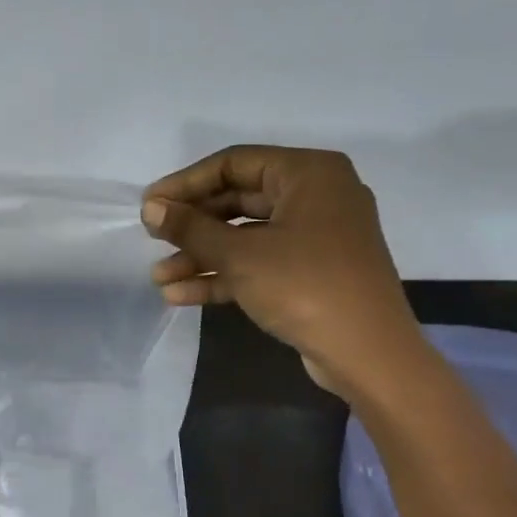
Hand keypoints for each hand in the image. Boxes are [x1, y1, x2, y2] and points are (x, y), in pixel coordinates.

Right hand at [142, 145, 422, 395]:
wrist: (367, 353)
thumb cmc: (304, 286)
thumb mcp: (239, 255)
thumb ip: (191, 228)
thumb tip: (151, 209)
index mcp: (308, 174)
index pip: (233, 164)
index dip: (185, 184)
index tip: (149, 206)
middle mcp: (316, 196)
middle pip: (238, 200)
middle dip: (192, 225)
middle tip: (152, 239)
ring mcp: (315, 236)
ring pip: (245, 236)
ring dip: (201, 256)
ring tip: (159, 278)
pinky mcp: (311, 271)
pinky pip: (259, 262)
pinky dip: (223, 275)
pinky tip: (180, 295)